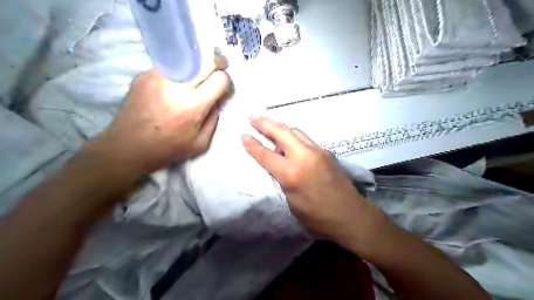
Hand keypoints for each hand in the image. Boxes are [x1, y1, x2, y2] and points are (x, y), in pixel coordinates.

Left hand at [92, 65, 229, 173]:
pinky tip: (173, 86)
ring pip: (186, 59)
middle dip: (216, 62)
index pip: (219, 79)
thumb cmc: (168, 148)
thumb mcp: (200, 143)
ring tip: (195, 78)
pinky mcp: (143, 75)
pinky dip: (178, 72)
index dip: (225, 81)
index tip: (222, 86)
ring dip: (196, 66)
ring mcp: (157, 77)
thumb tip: (216, 100)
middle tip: (218, 67)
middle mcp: (176, 86)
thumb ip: (214, 119)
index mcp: (193, 105)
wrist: (128, 147)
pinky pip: (169, 67)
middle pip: (205, 60)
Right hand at [243, 118, 388, 249]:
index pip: (266, 155)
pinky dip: (294, 137)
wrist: (350, 215)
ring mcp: (318, 151)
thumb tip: (277, 165)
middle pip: (282, 132)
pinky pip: (306, 139)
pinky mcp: (327, 152)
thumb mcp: (291, 202)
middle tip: (253, 118)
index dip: (252, 144)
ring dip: (281, 129)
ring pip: (296, 131)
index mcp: (292, 173)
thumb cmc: (317, 217)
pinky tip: (290, 144)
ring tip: (270, 129)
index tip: (242, 134)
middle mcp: (304, 156)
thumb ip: (282, 179)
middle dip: (265, 123)